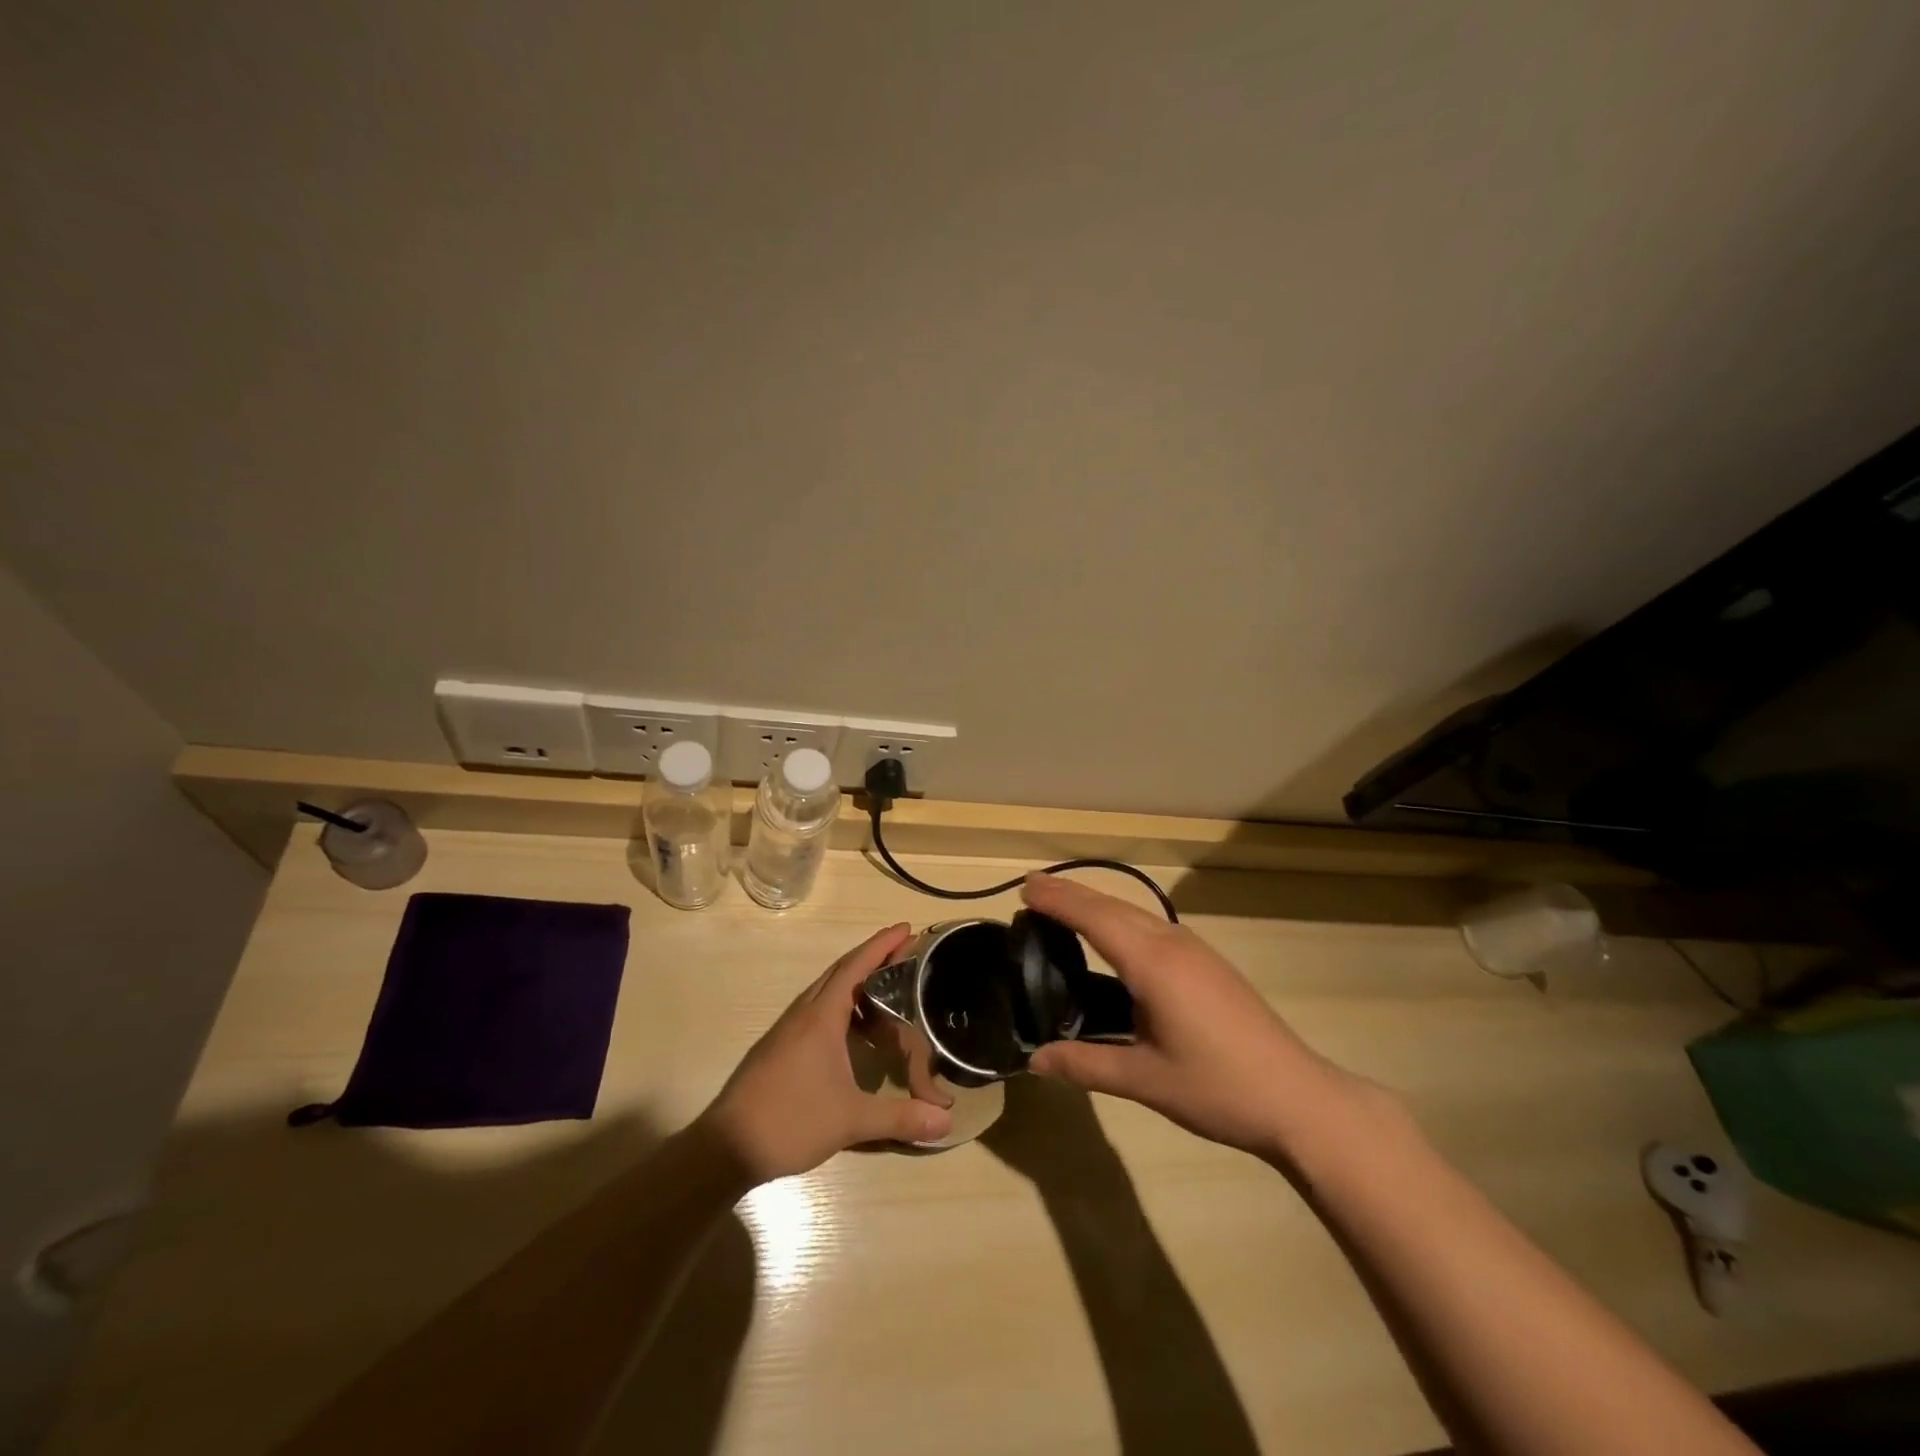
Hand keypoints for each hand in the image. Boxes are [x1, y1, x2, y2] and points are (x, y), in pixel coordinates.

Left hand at [698, 924, 952, 1181]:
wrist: (726, 1147)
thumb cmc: (790, 1121)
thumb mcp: (851, 1120)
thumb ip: (900, 1117)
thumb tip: (947, 1122)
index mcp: (821, 1017)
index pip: (855, 967)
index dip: (881, 945)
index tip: (906, 928)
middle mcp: (804, 1014)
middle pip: (841, 972)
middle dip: (872, 957)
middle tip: (904, 953)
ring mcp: (788, 1030)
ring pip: (826, 992)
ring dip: (856, 983)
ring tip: (887, 989)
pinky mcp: (780, 1048)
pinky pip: (817, 1011)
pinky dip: (842, 1007)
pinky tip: (854, 1032)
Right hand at [1022, 875, 1376, 1157]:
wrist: (1298, 1097)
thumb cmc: (1218, 1089)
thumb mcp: (1144, 1080)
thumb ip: (1086, 1065)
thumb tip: (1035, 1061)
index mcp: (1152, 964)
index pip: (1094, 918)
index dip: (1058, 899)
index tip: (1025, 886)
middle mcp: (1172, 943)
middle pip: (1113, 906)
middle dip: (1071, 894)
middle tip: (1032, 888)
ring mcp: (1194, 950)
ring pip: (1135, 913)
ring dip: (1097, 904)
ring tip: (1063, 905)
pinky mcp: (1207, 962)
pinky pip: (1152, 926)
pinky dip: (1120, 919)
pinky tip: (1113, 936)